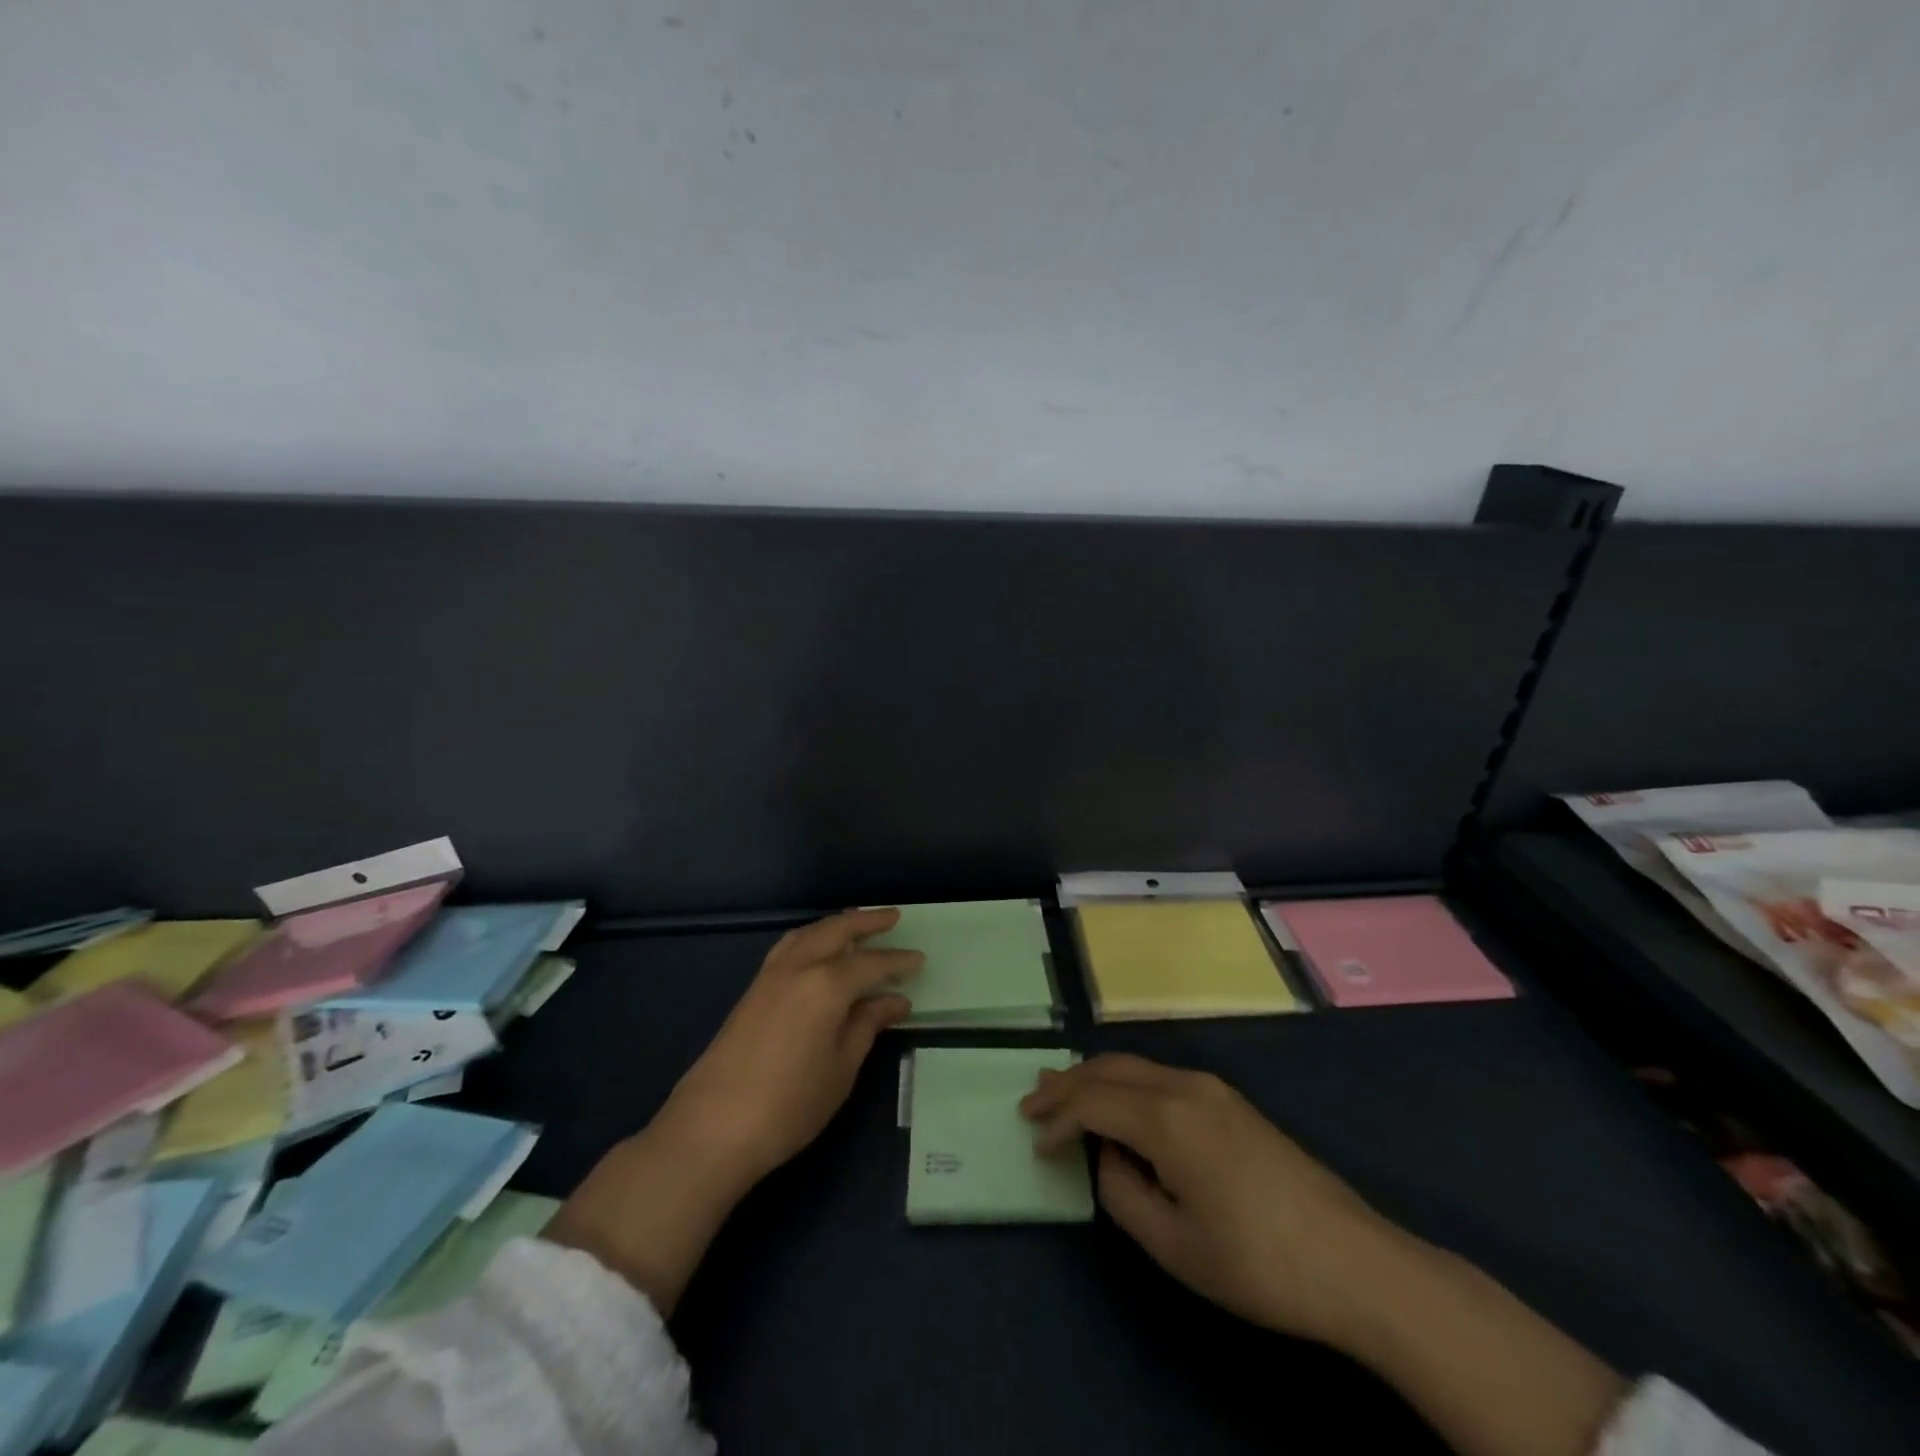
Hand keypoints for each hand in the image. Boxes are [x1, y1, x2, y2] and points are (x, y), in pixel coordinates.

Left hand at [548, 910, 919, 1311]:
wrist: (713, 1127)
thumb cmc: (790, 1105)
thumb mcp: (841, 1069)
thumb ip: (867, 1026)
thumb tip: (894, 1000)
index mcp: (827, 985)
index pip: (871, 964)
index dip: (897, 962)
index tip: (919, 959)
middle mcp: (798, 967)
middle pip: (836, 930)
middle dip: (866, 921)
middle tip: (892, 917)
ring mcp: (770, 975)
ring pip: (809, 933)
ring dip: (836, 924)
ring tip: (857, 925)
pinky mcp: (752, 989)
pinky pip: (789, 946)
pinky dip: (810, 937)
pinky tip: (817, 950)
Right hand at [1020, 1053, 1388, 1346]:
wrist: (1354, 1262)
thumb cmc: (1258, 1261)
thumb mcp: (1175, 1245)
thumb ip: (1122, 1194)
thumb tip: (1109, 1157)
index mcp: (1166, 1118)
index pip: (1092, 1103)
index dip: (1058, 1119)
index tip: (1035, 1142)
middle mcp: (1185, 1086)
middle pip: (1110, 1069)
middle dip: (1067, 1083)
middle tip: (1032, 1099)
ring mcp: (1212, 1089)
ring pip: (1137, 1066)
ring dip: (1096, 1077)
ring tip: (1063, 1090)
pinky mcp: (1231, 1102)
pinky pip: (1161, 1077)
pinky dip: (1127, 1083)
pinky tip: (1120, 1102)